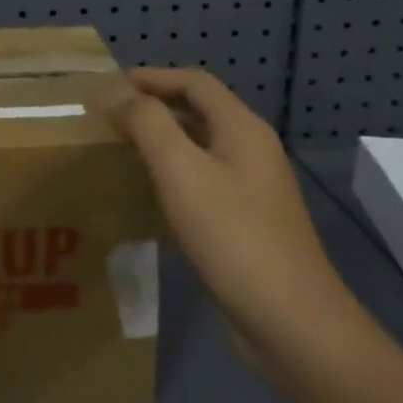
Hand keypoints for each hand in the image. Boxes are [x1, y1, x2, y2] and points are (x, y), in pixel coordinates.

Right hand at [119, 66, 358, 367]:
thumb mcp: (180, 170)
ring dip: (162, 140)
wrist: (293, 326)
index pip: (194, 81)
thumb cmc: (233, 236)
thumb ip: (147, 122)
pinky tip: (150, 195)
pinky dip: (174, 174)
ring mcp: (255, 189)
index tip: (110, 85)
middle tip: (111, 115)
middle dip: (154, 105)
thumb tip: (117, 92)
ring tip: (122, 149)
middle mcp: (253, 150)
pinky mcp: (249, 223)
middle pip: (199, 110)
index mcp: (242, 129)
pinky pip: (205, 180)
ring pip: (201, 146)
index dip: (151, 76)